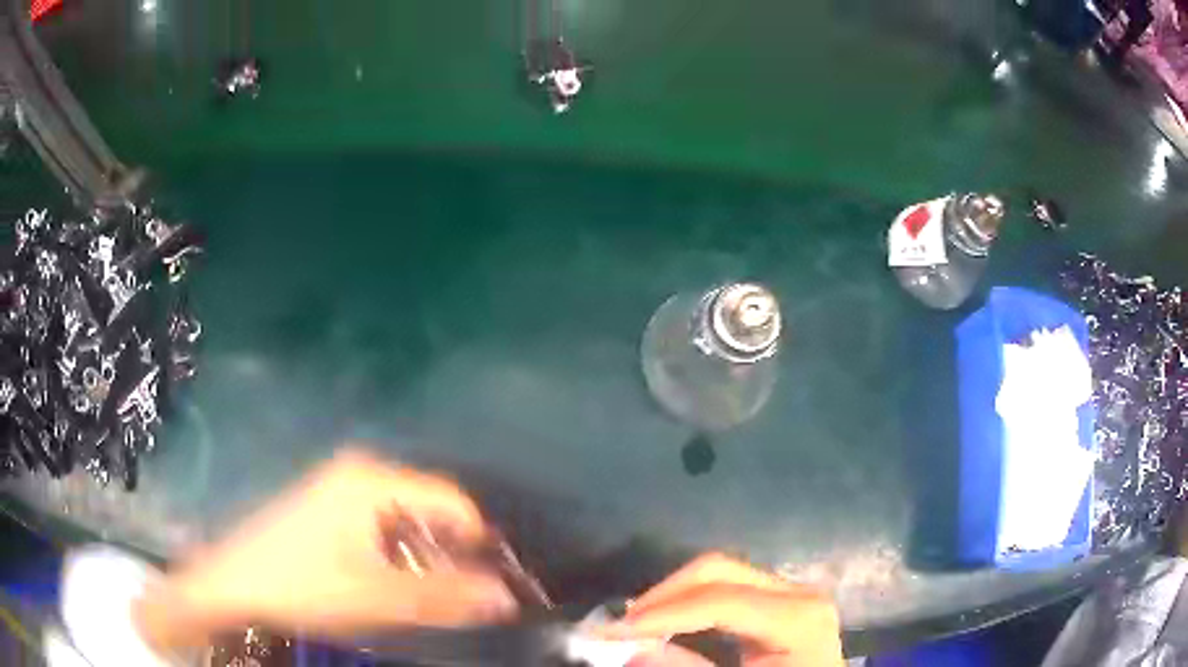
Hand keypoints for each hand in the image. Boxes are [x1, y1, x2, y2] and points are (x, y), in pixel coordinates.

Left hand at [133, 448, 516, 650]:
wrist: (234, 582)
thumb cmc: (303, 586)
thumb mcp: (378, 599)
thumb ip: (445, 596)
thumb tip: (506, 596)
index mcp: (374, 481)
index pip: (454, 502)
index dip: (480, 544)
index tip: (494, 584)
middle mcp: (362, 472)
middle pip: (430, 509)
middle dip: (452, 553)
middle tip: (461, 596)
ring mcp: (341, 486)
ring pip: (407, 519)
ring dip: (426, 557)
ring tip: (427, 595)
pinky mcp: (328, 504)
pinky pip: (382, 524)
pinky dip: (399, 553)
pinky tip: (390, 582)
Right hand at [599, 554, 843, 666]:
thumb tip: (632, 652)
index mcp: (798, 618)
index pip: (721, 601)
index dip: (662, 614)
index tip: (612, 630)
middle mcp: (799, 593)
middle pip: (720, 570)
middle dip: (663, 595)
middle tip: (620, 624)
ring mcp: (792, 592)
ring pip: (721, 573)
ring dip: (673, 595)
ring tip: (636, 622)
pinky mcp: (781, 600)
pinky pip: (728, 588)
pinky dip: (690, 601)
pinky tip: (667, 621)